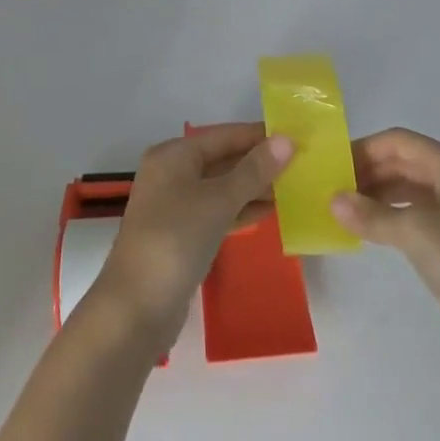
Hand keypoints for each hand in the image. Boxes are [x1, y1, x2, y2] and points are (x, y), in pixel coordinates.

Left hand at [85, 124, 293, 351]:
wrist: (137, 305)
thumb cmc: (176, 239)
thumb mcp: (218, 200)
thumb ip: (253, 171)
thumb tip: (286, 140)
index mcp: (173, 155)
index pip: (223, 135)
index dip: (258, 135)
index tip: (297, 136)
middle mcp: (171, 173)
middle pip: (221, 159)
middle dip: (258, 162)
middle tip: (301, 163)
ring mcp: (174, 205)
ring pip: (220, 187)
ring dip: (253, 187)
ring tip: (294, 186)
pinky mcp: (181, 235)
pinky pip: (216, 212)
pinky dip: (240, 210)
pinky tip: (270, 212)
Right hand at [332, 128, 439, 374]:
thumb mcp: (415, 234)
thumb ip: (371, 215)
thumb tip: (333, 200)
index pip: (399, 141)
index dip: (363, 149)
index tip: (331, 166)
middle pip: (406, 163)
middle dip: (369, 172)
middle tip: (333, 190)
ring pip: (413, 191)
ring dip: (380, 196)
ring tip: (347, 211)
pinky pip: (422, 218)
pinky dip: (395, 219)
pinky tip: (374, 233)